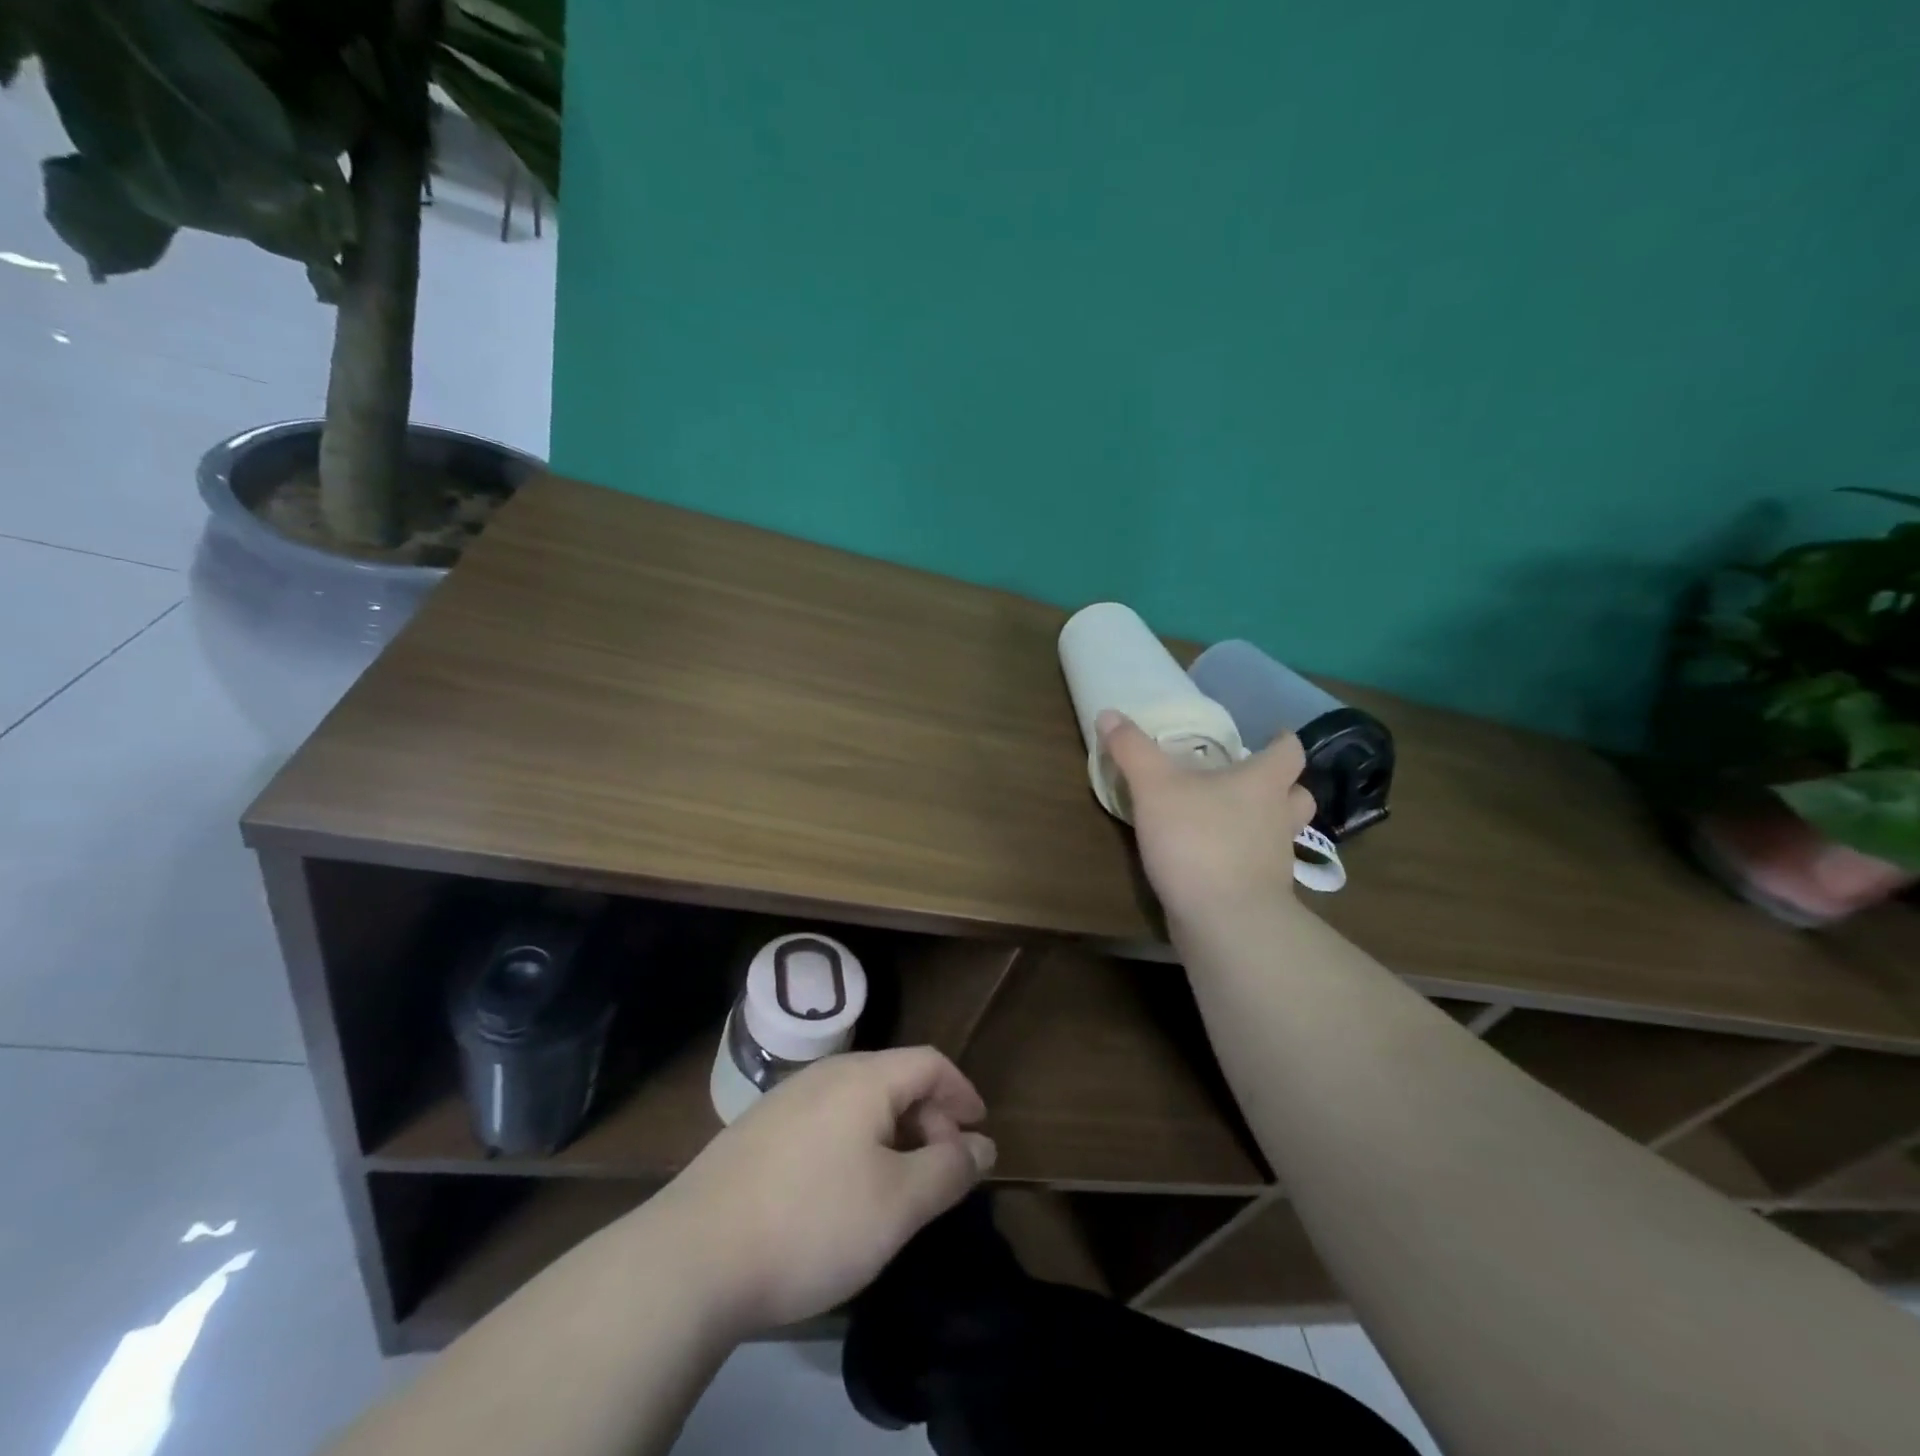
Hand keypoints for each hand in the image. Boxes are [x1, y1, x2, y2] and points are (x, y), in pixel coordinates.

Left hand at [647, 1047, 995, 1335]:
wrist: (692, 1256)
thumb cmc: (811, 1222)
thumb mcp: (897, 1204)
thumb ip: (948, 1170)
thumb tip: (982, 1145)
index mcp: (864, 1078)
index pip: (929, 1061)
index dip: (962, 1092)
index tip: (980, 1132)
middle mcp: (825, 1074)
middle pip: (894, 1078)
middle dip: (929, 1118)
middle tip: (941, 1172)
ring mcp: (785, 1099)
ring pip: (858, 1100)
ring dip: (892, 1132)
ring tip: (897, 1183)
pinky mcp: (757, 1129)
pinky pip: (826, 1120)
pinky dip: (855, 1142)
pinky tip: (843, 1189)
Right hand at [1096, 707, 1315, 925]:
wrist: (1224, 920)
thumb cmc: (1196, 840)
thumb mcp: (1154, 787)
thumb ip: (1132, 750)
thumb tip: (1109, 713)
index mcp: (1262, 783)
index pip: (1289, 752)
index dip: (1281, 741)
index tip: (1269, 736)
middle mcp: (1279, 817)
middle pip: (1298, 794)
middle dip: (1280, 786)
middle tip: (1250, 781)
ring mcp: (1276, 859)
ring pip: (1283, 832)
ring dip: (1266, 824)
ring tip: (1233, 820)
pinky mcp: (1263, 893)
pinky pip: (1261, 866)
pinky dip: (1246, 858)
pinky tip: (1216, 860)